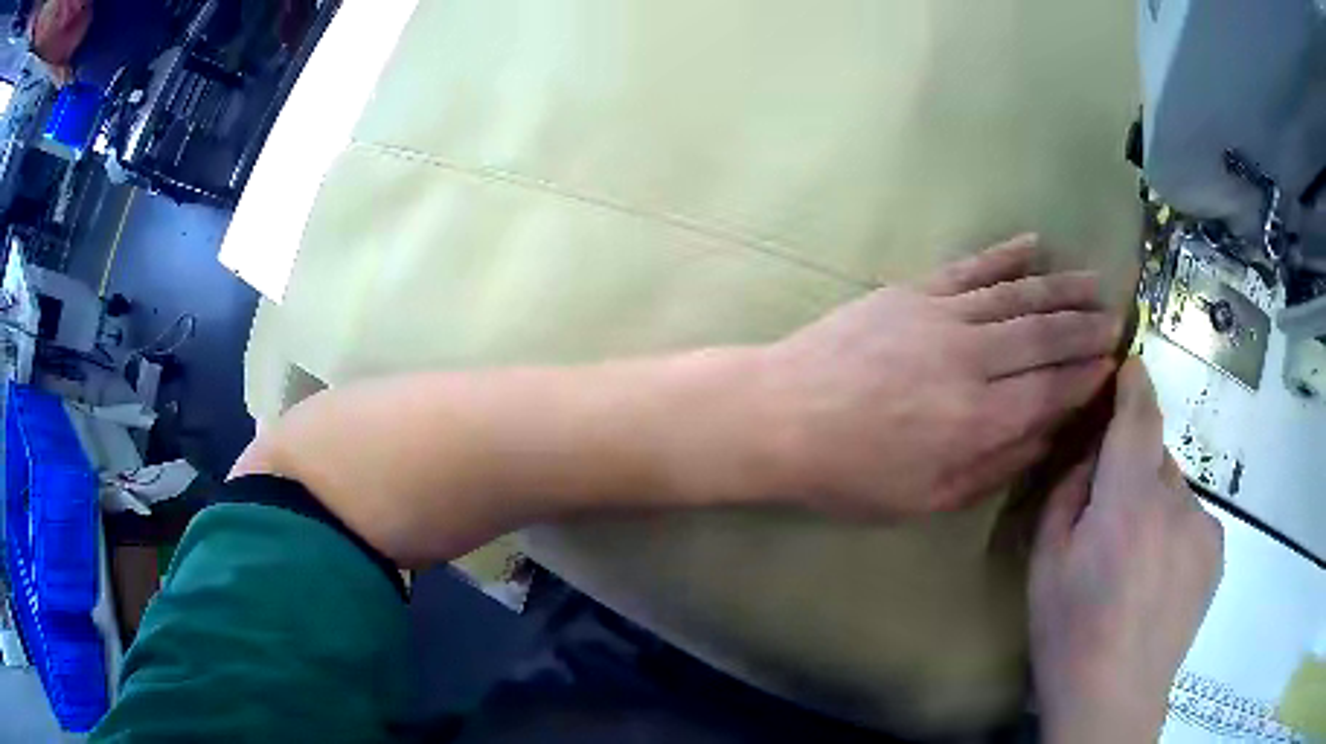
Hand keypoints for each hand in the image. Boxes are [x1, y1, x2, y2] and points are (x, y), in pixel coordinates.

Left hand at [760, 234, 1121, 517]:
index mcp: (977, 421)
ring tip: (1095, 282)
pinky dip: (1006, 255)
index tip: (1114, 364)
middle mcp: (971, 361)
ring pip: (1018, 297)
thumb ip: (994, 467)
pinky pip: (971, 268)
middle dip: (1087, 327)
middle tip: (1120, 317)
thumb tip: (1046, 436)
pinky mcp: (914, 291)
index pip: (1051, 391)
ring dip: (1062, 287)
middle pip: (1045, 338)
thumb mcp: (925, 498)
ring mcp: (942, 317)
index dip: (1086, 377)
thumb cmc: (850, 473)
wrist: (781, 415)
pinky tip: (1034, 243)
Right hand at [1029, 359, 1222, 743]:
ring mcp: (1203, 525)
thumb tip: (1091, 459)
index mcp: (1129, 499)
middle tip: (1111, 523)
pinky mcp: (1216, 550)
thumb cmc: (1071, 633)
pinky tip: (1159, 581)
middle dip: (1134, 472)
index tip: (1130, 366)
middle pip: (1156, 457)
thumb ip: (1068, 496)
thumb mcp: (1045, 564)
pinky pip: (1192, 521)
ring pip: (1175, 492)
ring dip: (1155, 508)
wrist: (1116, 698)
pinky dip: (1175, 533)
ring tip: (1136, 565)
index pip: (1138, 417)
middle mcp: (1175, 500)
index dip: (1134, 385)